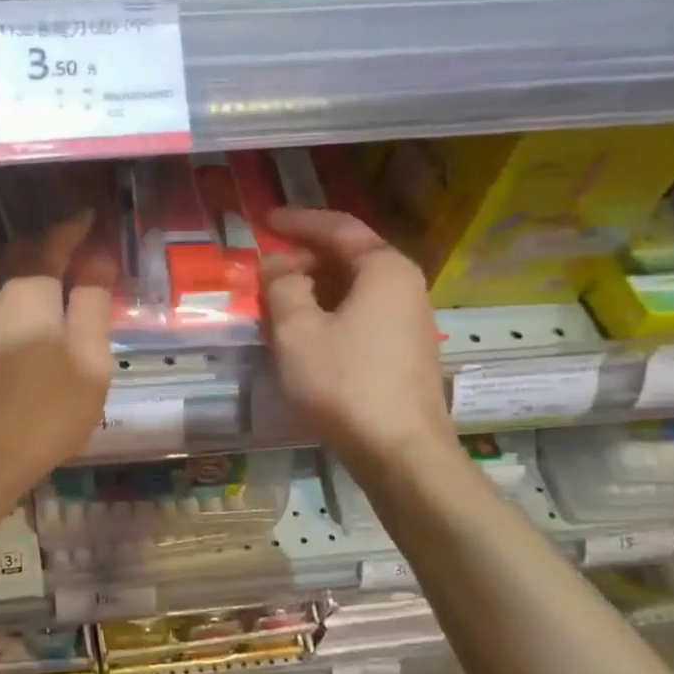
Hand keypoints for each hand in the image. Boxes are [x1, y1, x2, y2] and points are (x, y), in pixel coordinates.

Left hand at [0, 211, 114, 500]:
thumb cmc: (45, 409)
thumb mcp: (89, 359)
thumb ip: (93, 304)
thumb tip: (98, 261)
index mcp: (29, 290)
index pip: (54, 242)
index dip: (75, 228)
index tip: (93, 217)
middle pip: (22, 255)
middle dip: (50, 244)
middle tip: (77, 245)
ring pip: (4, 280)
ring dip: (31, 271)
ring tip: (57, 279)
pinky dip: (16, 296)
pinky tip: (27, 315)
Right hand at [261, 207, 452, 473]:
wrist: (400, 452)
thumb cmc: (344, 382)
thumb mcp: (297, 330)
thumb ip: (282, 287)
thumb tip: (278, 266)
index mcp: (384, 269)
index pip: (338, 227)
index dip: (297, 221)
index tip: (263, 220)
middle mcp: (405, 286)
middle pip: (348, 257)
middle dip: (303, 259)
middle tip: (264, 271)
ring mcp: (409, 321)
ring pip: (353, 289)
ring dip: (313, 289)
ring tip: (276, 302)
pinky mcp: (404, 352)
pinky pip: (361, 315)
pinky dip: (329, 312)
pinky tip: (303, 334)